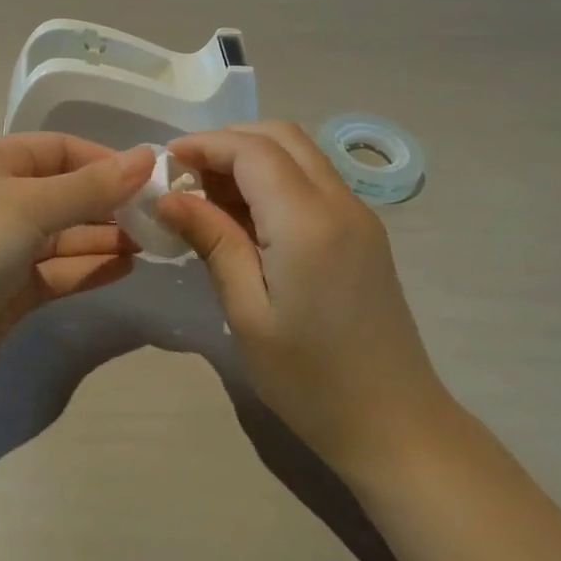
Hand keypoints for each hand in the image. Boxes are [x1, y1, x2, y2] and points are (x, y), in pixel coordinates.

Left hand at [0, 134, 155, 384]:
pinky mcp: (13, 287)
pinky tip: (127, 267)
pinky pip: (61, 269)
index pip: (62, 149)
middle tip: (160, 215)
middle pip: (68, 191)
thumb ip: (91, 186)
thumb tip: (146, 157)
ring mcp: (7, 245)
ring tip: (153, 242)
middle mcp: (2, 197)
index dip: (106, 160)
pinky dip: (91, 267)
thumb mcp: (31, 205)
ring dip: (106, 236)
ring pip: (68, 233)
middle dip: (111, 202)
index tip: (151, 177)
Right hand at [159, 122, 454, 482]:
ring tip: (207, 194)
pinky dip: (275, 177)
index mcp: (307, 222)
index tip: (164, 162)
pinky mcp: (364, 232)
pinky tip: (246, 215)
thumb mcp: (247, 313)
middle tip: (185, 174)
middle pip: (280, 136)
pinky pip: (314, 180)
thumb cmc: (310, 379)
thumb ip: (213, 241)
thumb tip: (168, 197)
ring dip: (251, 157)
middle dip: (228, 141)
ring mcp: (358, 214)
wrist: (395, 424)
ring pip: (300, 153)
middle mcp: (339, 202)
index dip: (205, 144)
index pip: (251, 150)